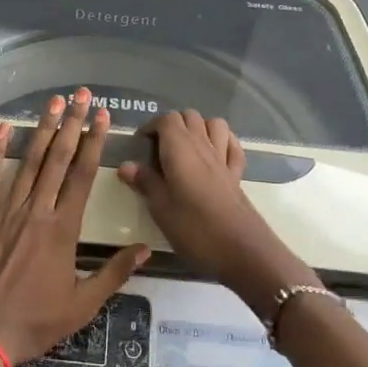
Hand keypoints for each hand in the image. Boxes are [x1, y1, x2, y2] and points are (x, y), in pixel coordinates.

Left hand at [0, 89, 150, 364]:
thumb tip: (146, 248)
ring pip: (29, 162)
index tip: (102, 117)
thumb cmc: (35, 322)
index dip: (94, 143)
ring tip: (53, 103)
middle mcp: (37, 212)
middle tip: (81, 95)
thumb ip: (114, 273)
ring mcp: (5, 212)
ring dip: (43, 130)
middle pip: (58, 160)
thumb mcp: (83, 305)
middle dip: (72, 125)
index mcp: (63, 230)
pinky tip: (4, 129)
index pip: (83, 176)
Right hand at [116, 110, 317, 315]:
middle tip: (158, 148)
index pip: (165, 120)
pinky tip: (213, 154)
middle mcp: (202, 145)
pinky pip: (232, 145)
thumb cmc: (194, 228)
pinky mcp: (237, 174)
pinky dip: (222, 141)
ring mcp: (223, 158)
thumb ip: (145, 182)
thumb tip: (126, 165)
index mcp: (179, 149)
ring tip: (185, 148)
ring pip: (214, 124)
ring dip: (199, 127)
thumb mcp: (160, 208)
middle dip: (172, 124)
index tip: (140, 145)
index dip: (150, 127)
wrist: (241, 250)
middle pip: (189, 116)